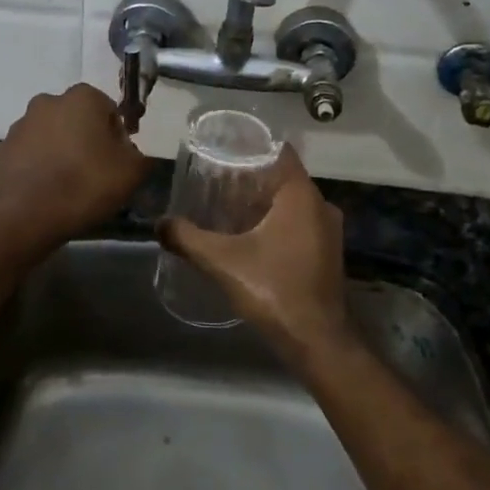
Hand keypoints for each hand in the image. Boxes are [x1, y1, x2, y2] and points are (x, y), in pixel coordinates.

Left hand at [0, 84, 150, 242]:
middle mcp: (47, 102)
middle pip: (76, 119)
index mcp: (82, 98)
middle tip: (94, 173)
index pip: (108, 110)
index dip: (116, 136)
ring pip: (49, 136)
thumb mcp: (132, 173)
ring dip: (59, 153)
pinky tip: (44, 194)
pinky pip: (27, 157)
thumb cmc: (85, 185)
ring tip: (67, 187)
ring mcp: (19, 126)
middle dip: (85, 140)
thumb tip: (131, 154)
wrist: (24, 217)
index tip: (117, 162)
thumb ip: (140, 156)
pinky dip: (36, 169)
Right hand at [159, 145, 350, 356]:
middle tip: (218, 180)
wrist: (318, 342)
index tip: (225, 149)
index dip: (252, 147)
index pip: (279, 152)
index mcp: (301, 195)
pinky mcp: (328, 253)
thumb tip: (159, 224)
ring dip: (265, 203)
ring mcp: (329, 231)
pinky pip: (301, 224)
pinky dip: (278, 223)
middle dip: (252, 178)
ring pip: (293, 203)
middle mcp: (321, 205)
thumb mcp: (223, 261)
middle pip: (284, 178)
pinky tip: (252, 236)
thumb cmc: (274, 290)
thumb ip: (188, 239)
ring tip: (229, 206)